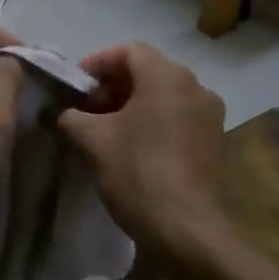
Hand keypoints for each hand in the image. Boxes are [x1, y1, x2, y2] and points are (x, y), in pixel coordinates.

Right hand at [56, 44, 226, 257]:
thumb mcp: (90, 140)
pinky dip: (155, 123)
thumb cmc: (135, 172)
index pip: (128, 50)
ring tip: (108, 131)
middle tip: (87, 110)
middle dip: (114, 86)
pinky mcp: (216, 142)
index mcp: (167, 76)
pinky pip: (180, 118)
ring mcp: (211, 115)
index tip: (75, 88)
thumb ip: (69, 116)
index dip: (96, 63)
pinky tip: (135, 149)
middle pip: (148, 71)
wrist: (184, 229)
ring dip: (134, 105)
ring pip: (165, 96)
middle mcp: (196, 86)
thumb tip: (62, 113)